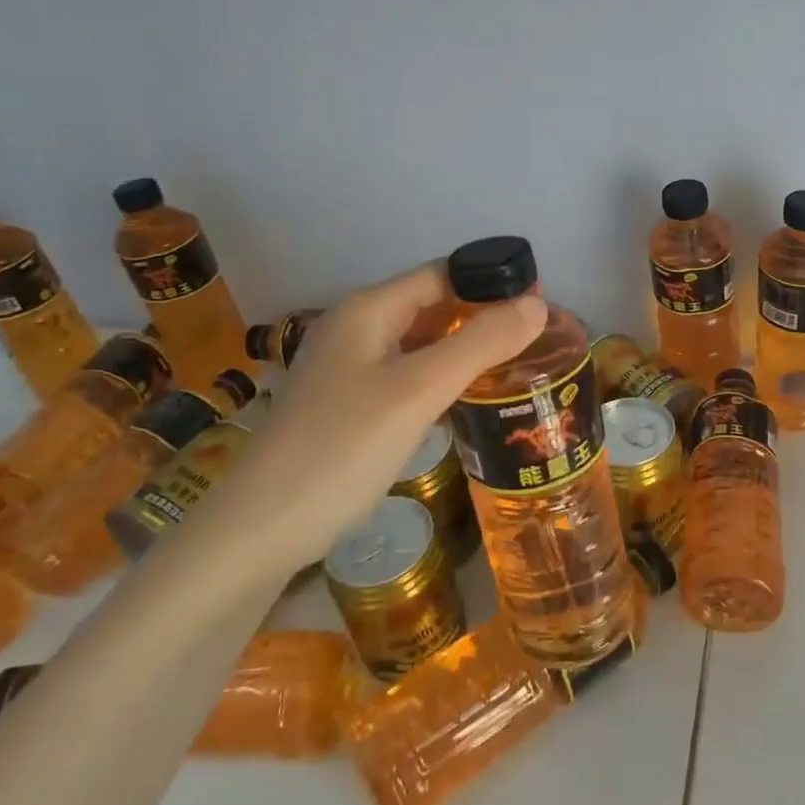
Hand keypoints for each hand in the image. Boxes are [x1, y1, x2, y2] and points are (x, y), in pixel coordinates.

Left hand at [199, 263, 544, 577]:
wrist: (261, 529)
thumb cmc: (342, 448)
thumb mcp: (419, 390)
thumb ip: (480, 343)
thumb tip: (538, 305)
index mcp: (368, 310)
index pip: (442, 274)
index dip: (492, 283)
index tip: (542, 305)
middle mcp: (356, 330)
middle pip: (432, 308)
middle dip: (483, 318)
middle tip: (539, 341)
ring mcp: (349, 370)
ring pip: (421, 345)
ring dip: (465, 351)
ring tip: (517, 367)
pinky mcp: (349, 407)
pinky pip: (407, 378)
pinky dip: (441, 381)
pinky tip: (469, 402)